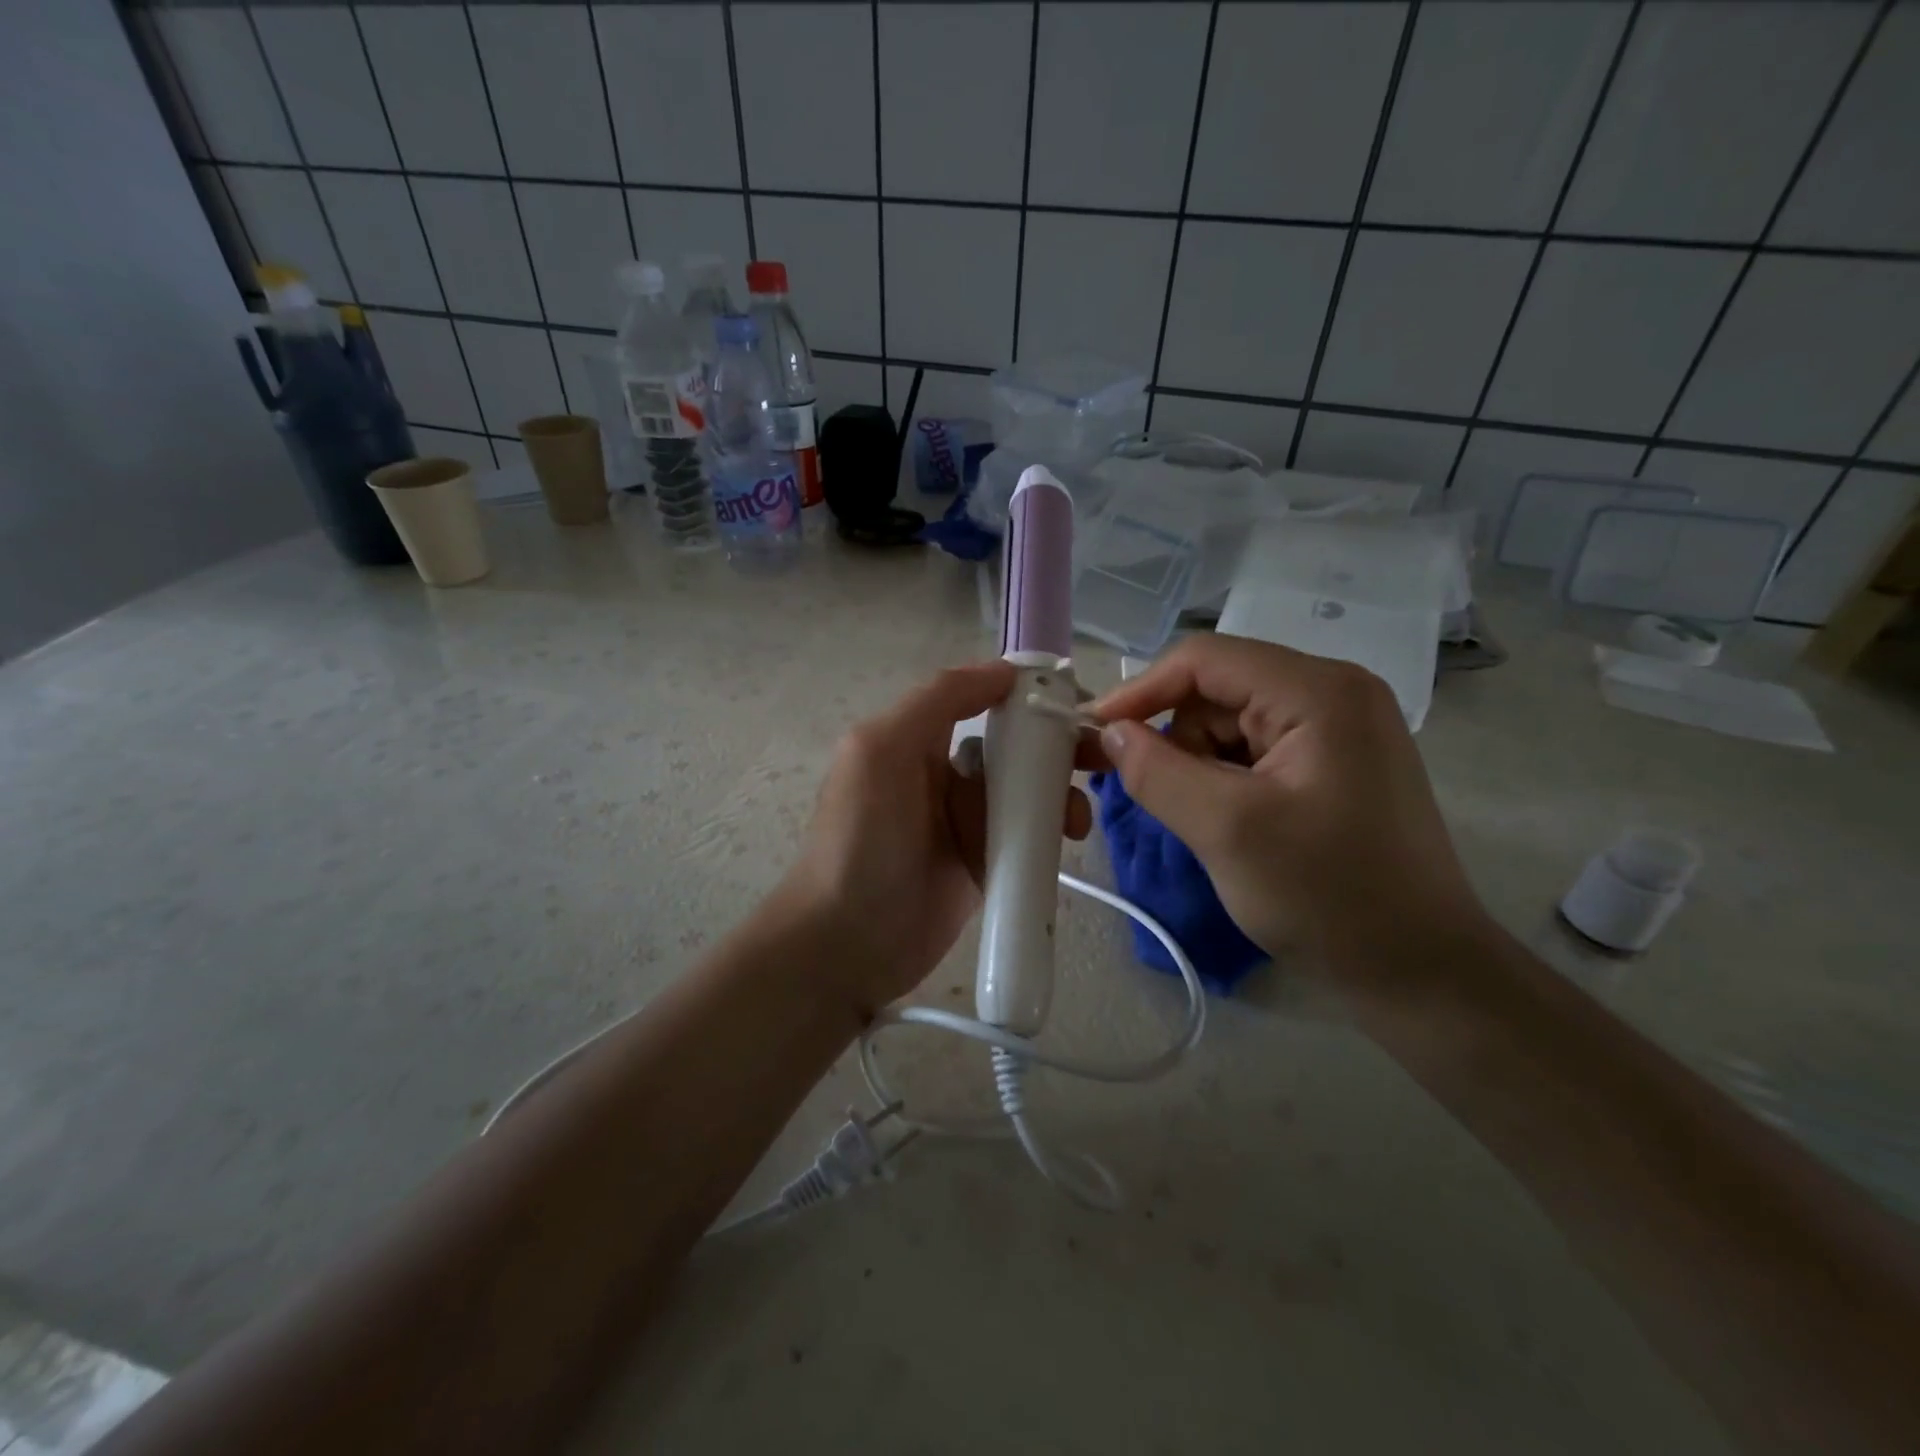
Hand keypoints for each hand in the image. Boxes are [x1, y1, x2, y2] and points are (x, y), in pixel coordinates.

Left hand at [777, 662, 1091, 1016]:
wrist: (847, 945)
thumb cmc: (860, 842)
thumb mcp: (881, 751)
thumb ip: (937, 701)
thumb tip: (1003, 670)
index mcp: (916, 739)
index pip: (981, 700)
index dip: (1026, 695)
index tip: (1074, 701)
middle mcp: (943, 774)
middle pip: (1013, 746)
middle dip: (1057, 747)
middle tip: (1097, 759)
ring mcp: (965, 823)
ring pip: (1028, 792)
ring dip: (1060, 794)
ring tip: (1076, 819)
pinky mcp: (984, 865)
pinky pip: (1028, 837)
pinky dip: (1051, 834)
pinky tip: (1067, 840)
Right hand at [1090, 635, 1489, 982]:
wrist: (1421, 970)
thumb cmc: (1328, 897)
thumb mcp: (1227, 831)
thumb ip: (1157, 772)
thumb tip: (1110, 733)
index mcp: (1318, 691)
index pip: (1204, 660)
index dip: (1140, 691)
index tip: (1093, 734)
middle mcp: (1333, 692)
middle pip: (1218, 689)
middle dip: (1176, 738)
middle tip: (1158, 797)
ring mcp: (1339, 727)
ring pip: (1231, 722)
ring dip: (1200, 764)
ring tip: (1208, 823)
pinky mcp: (1335, 761)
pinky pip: (1255, 748)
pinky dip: (1225, 779)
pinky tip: (1231, 823)